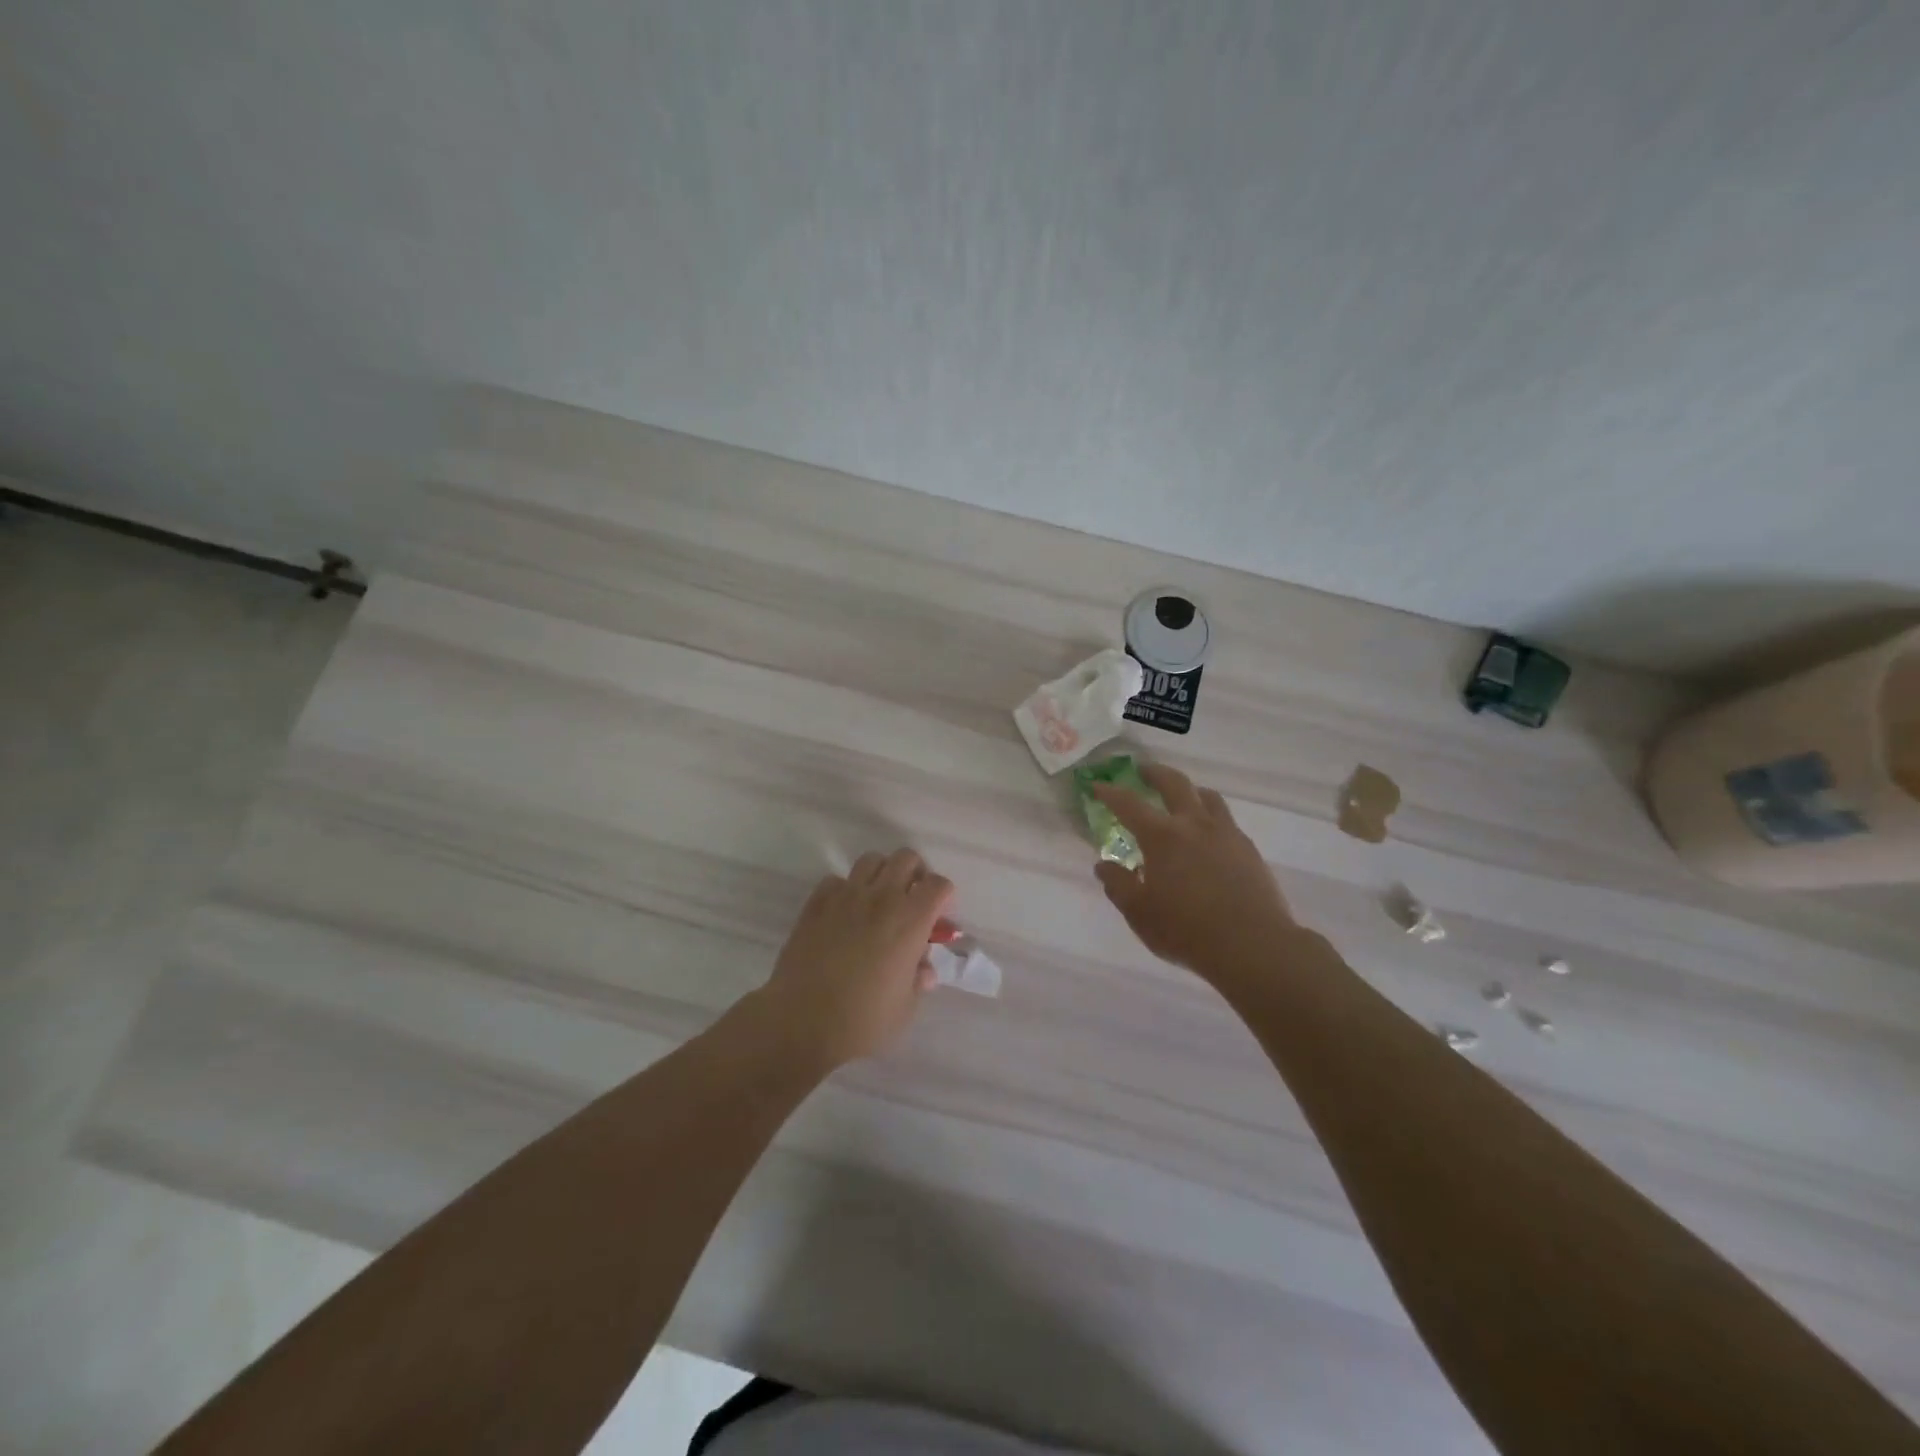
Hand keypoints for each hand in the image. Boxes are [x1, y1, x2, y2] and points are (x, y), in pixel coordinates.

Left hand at [760, 848, 953, 1070]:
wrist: (802, 1022)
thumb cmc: (863, 1021)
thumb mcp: (905, 1008)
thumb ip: (918, 981)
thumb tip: (924, 970)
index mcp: (910, 921)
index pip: (938, 884)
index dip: (944, 897)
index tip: (939, 918)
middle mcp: (881, 899)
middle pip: (906, 858)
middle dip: (916, 874)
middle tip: (912, 900)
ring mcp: (845, 897)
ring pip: (871, 860)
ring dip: (882, 874)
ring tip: (879, 901)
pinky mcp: (816, 905)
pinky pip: (836, 881)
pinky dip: (845, 890)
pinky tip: (844, 914)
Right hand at [1092, 764, 1296, 979]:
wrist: (1253, 946)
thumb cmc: (1186, 930)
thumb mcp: (1139, 913)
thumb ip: (1118, 885)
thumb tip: (1104, 865)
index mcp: (1162, 837)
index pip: (1129, 804)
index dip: (1110, 792)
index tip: (1097, 785)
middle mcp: (1194, 825)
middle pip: (1174, 783)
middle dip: (1154, 773)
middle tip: (1142, 771)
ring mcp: (1226, 834)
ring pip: (1207, 797)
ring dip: (1189, 790)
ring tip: (1181, 797)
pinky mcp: (1248, 849)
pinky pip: (1226, 820)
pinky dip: (1210, 816)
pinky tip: (1207, 836)